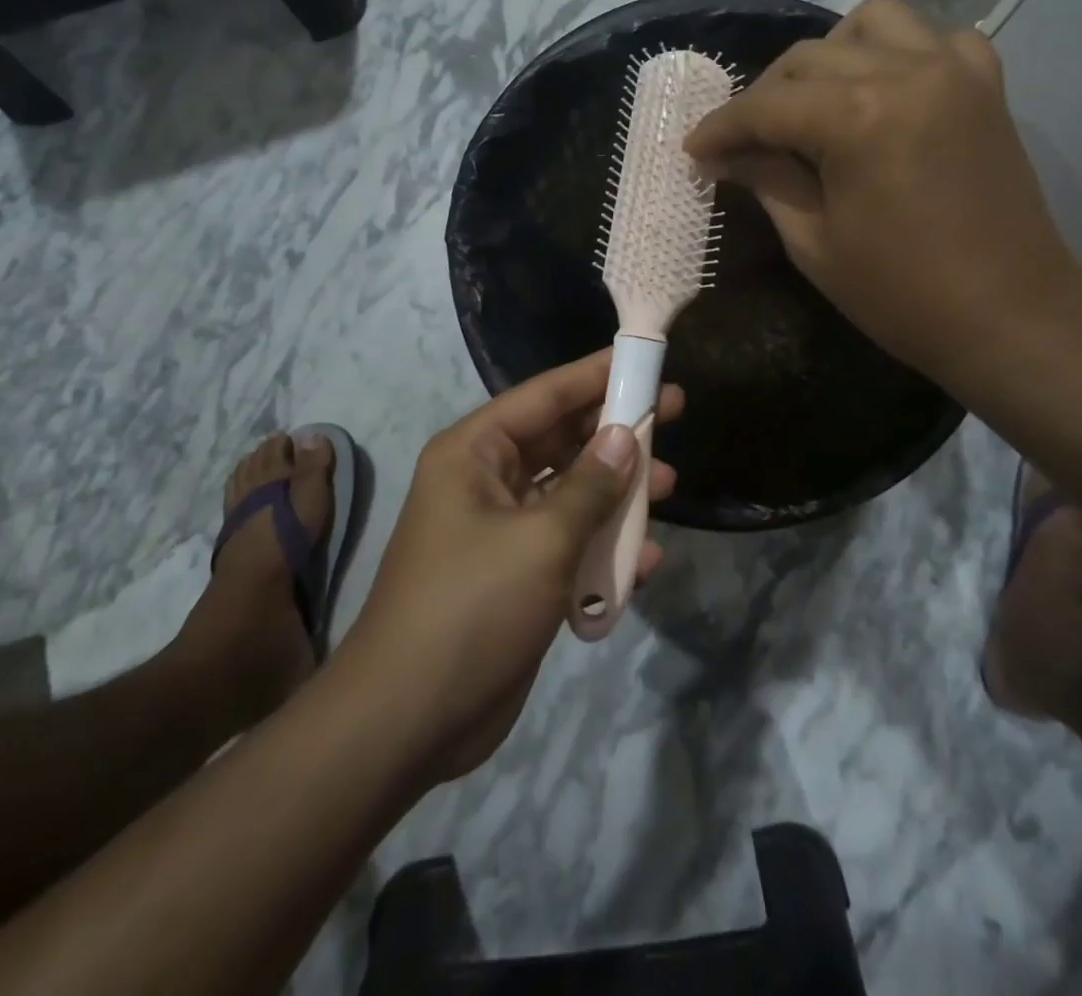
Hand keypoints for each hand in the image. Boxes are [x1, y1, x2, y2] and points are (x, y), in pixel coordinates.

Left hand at [345, 351, 681, 783]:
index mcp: (474, 453)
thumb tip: (625, 435)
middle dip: (615, 431)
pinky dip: (604, 547)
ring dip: (617, 492)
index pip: (544, 396)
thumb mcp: (540, 539)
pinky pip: (569, 543)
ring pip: (571, 492)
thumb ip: (590, 485)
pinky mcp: (518, 575)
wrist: (409, 722)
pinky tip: (644, 561)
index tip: (643, 359)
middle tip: (671, 413)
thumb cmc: (471, 608)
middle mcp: (486, 481)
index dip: (595, 374)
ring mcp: (502, 530)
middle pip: (562, 439)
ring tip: (669, 485)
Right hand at [685, 0, 1078, 390]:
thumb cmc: (902, 295)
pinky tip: (885, 91)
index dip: (722, 128)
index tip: (694, 149)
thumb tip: (727, 155)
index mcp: (859, 118)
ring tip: (813, 105)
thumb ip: (767, 181)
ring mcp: (953, 70)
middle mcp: (907, 71)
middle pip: (808, 59)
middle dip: (763, 98)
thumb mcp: (814, 243)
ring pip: (870, 23)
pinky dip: (898, 53)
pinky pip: (933, 38)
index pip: (767, 106)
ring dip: (828, 57)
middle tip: (743, 143)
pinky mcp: (985, 84)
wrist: (1009, 314)